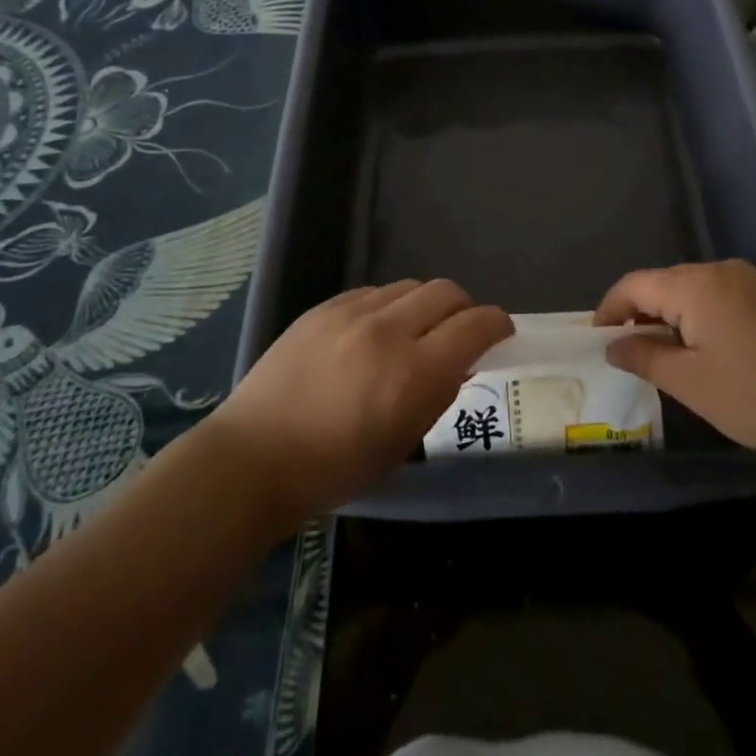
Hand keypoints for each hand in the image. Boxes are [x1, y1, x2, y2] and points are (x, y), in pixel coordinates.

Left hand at [204, 280, 510, 528]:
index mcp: (415, 373)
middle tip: (460, 332)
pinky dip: (388, 306)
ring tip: (414, 332)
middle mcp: (389, 331)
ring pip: (410, 286)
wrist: (254, 457)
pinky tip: (375, 332)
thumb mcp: (402, 443)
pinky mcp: (324, 307)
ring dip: (425, 305)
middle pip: (447, 292)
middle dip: (465, 309)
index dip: (497, 323)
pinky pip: (373, 292)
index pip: (475, 325)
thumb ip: (437, 395)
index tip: (501, 332)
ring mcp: (352, 313)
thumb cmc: (334, 469)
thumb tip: (458, 363)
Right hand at [597, 260, 755, 462]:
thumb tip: (613, 345)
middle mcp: (720, 271)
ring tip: (661, 356)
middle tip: (627, 353)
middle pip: (663, 283)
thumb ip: (645, 358)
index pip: (635, 284)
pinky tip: (702, 350)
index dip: (610, 309)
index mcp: (696, 286)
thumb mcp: (691, 384)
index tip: (597, 340)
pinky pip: (716, 297)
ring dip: (668, 317)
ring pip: (690, 290)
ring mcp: (749, 281)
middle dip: (639, 314)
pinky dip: (697, 317)